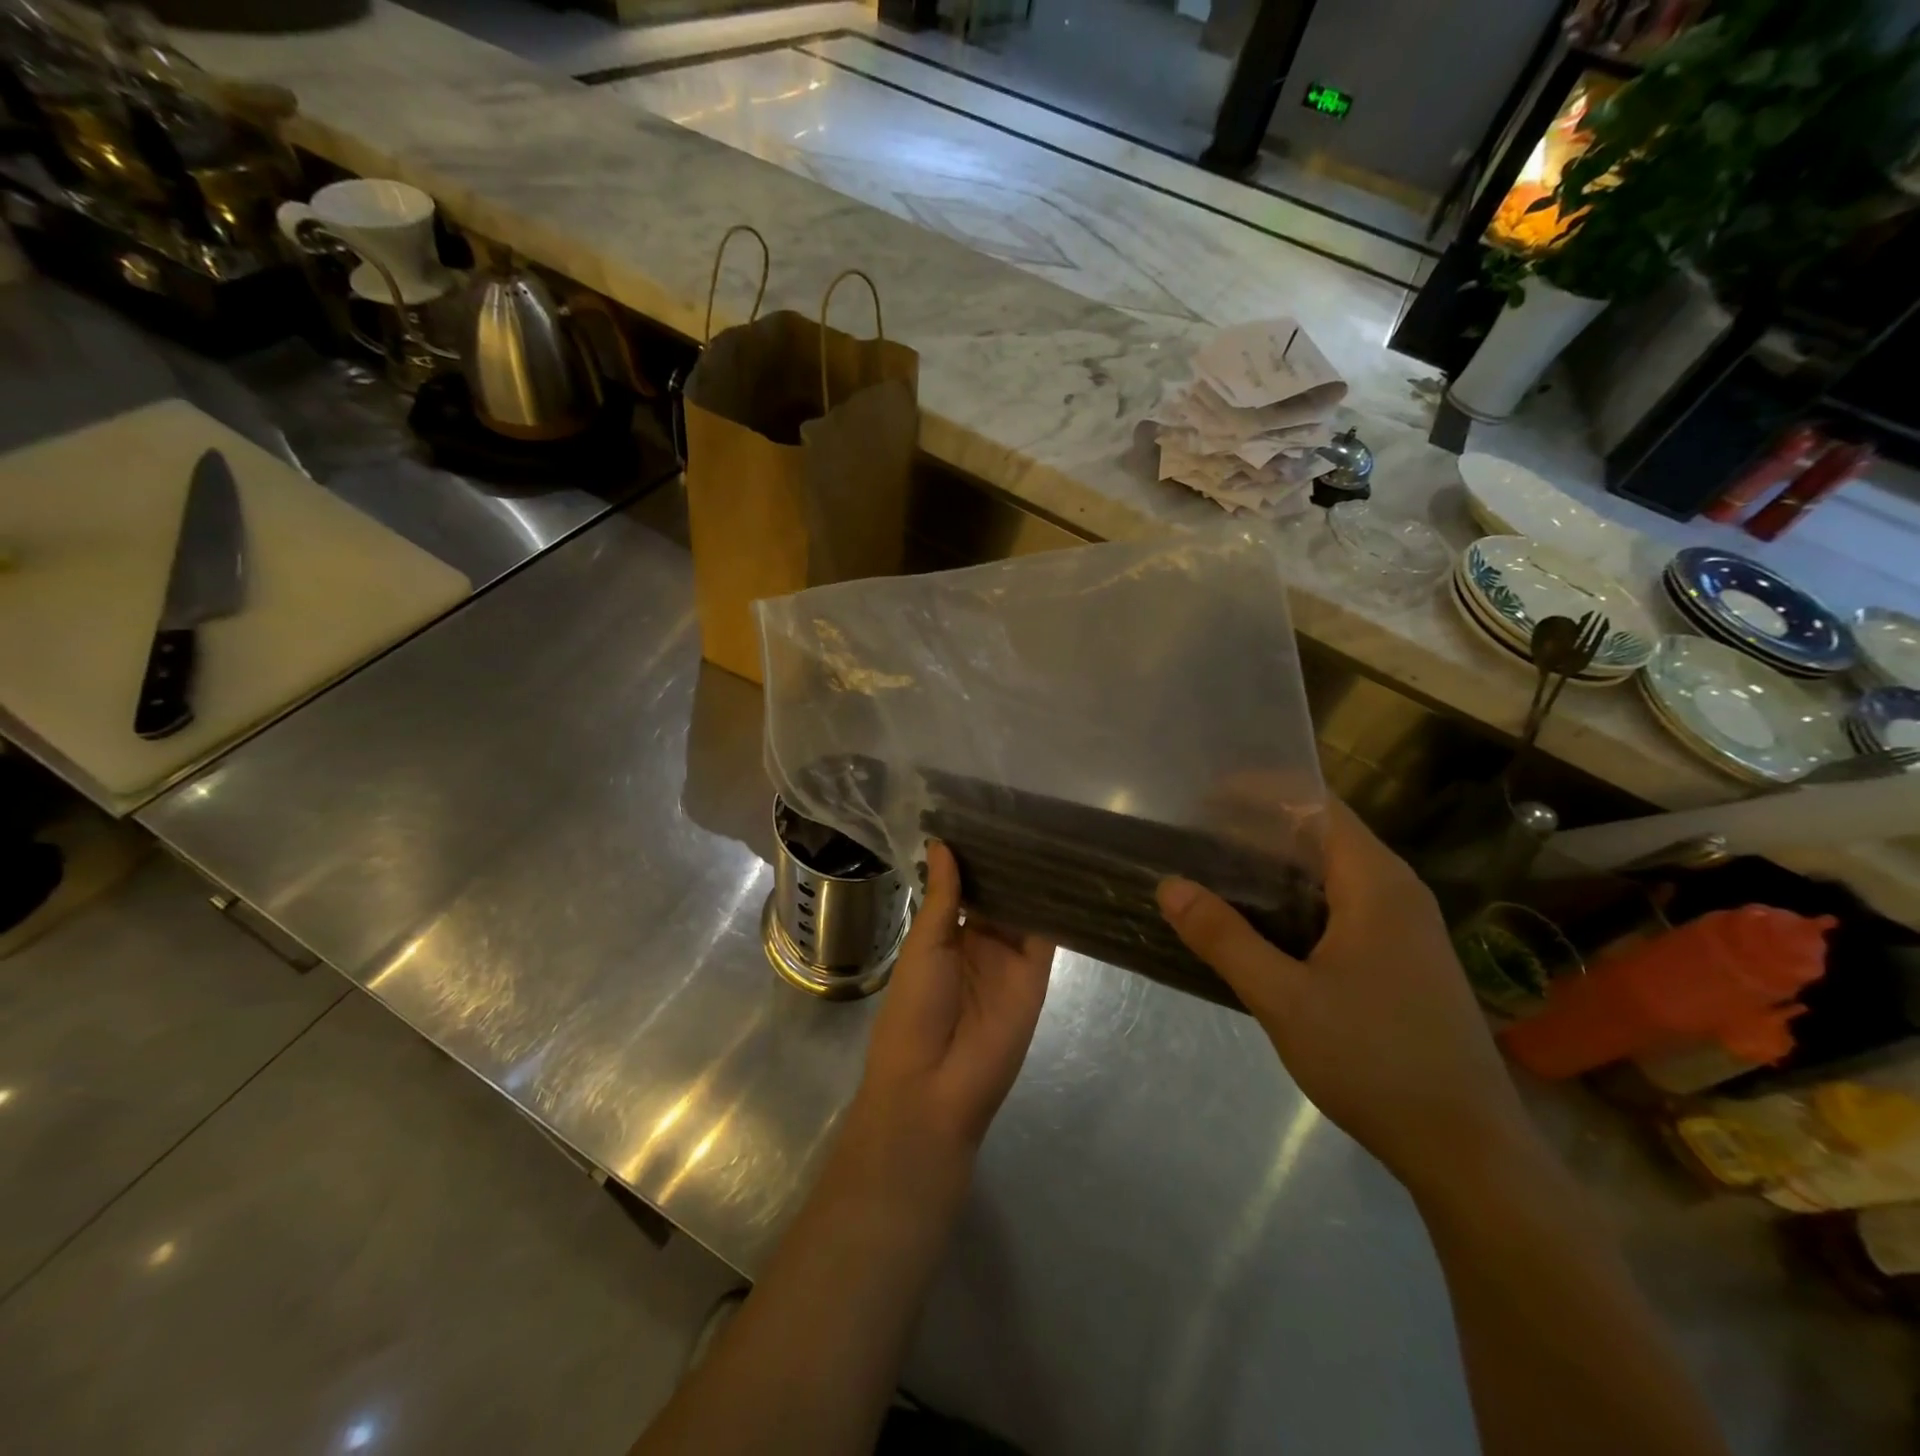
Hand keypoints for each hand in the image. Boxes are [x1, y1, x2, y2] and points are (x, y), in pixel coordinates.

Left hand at [843, 841, 1053, 1199]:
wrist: (934, 1085)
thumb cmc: (914, 1009)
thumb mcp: (924, 945)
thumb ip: (942, 896)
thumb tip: (941, 843)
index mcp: (944, 935)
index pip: (963, 887)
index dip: (973, 856)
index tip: (987, 815)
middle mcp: (979, 942)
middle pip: (997, 894)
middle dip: (1006, 862)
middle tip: (1025, 812)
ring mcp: (1009, 958)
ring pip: (1023, 909)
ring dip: (1031, 878)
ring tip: (1046, 829)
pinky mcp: (1036, 975)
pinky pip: (1046, 936)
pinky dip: (1053, 907)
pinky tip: (1062, 870)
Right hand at [1157, 799, 1534, 1199]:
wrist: (1467, 1149)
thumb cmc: (1375, 1061)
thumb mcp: (1283, 998)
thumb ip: (1223, 938)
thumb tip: (1168, 885)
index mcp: (1377, 884)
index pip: (1317, 805)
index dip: (1261, 791)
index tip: (1204, 796)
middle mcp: (1397, 891)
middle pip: (1324, 833)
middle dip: (1260, 826)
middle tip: (1197, 834)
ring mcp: (1404, 927)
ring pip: (1332, 871)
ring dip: (1277, 864)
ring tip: (1217, 869)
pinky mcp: (1401, 958)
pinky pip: (1342, 903)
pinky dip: (1297, 897)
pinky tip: (1260, 922)